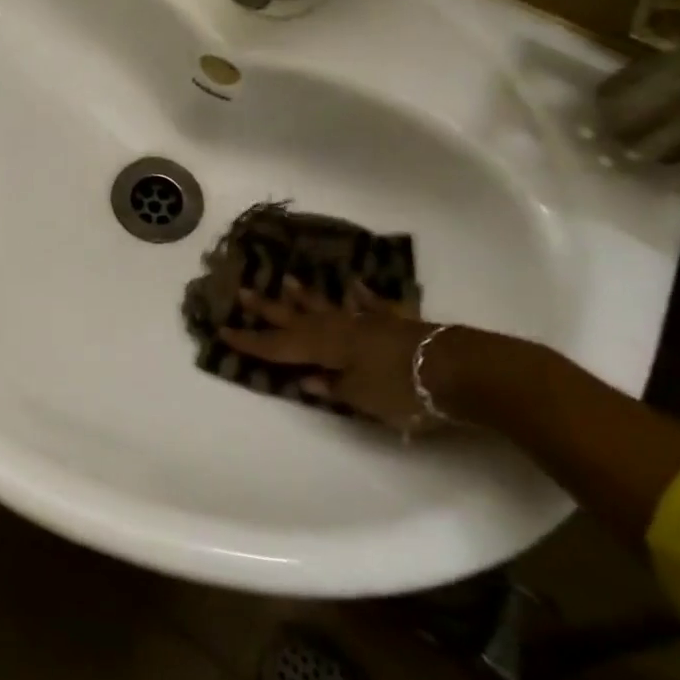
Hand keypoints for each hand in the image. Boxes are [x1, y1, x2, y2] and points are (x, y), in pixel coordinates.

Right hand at [219, 276, 442, 434]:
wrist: (456, 369)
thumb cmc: (402, 389)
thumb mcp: (362, 398)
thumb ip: (333, 388)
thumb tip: (308, 379)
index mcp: (324, 348)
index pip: (278, 346)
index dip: (251, 342)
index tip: (223, 331)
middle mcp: (339, 328)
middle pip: (296, 319)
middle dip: (268, 309)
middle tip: (242, 291)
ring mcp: (367, 321)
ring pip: (329, 306)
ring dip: (308, 296)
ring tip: (288, 281)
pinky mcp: (395, 322)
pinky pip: (373, 306)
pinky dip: (363, 297)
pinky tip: (355, 287)